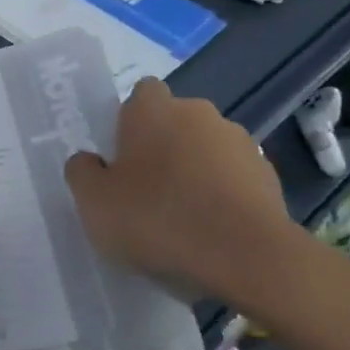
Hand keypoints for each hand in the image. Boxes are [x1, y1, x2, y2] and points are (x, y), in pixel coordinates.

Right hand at [64, 78, 296, 302]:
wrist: (247, 255)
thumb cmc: (159, 220)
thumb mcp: (95, 204)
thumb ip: (82, 173)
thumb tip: (89, 161)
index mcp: (152, 109)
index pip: (140, 94)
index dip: (130, 122)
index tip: (123, 158)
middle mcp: (197, 112)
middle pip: (174, 121)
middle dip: (163, 148)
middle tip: (147, 192)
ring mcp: (237, 140)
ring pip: (206, 148)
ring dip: (195, 170)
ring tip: (185, 218)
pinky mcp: (266, 173)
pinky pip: (233, 177)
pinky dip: (224, 194)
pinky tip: (215, 231)